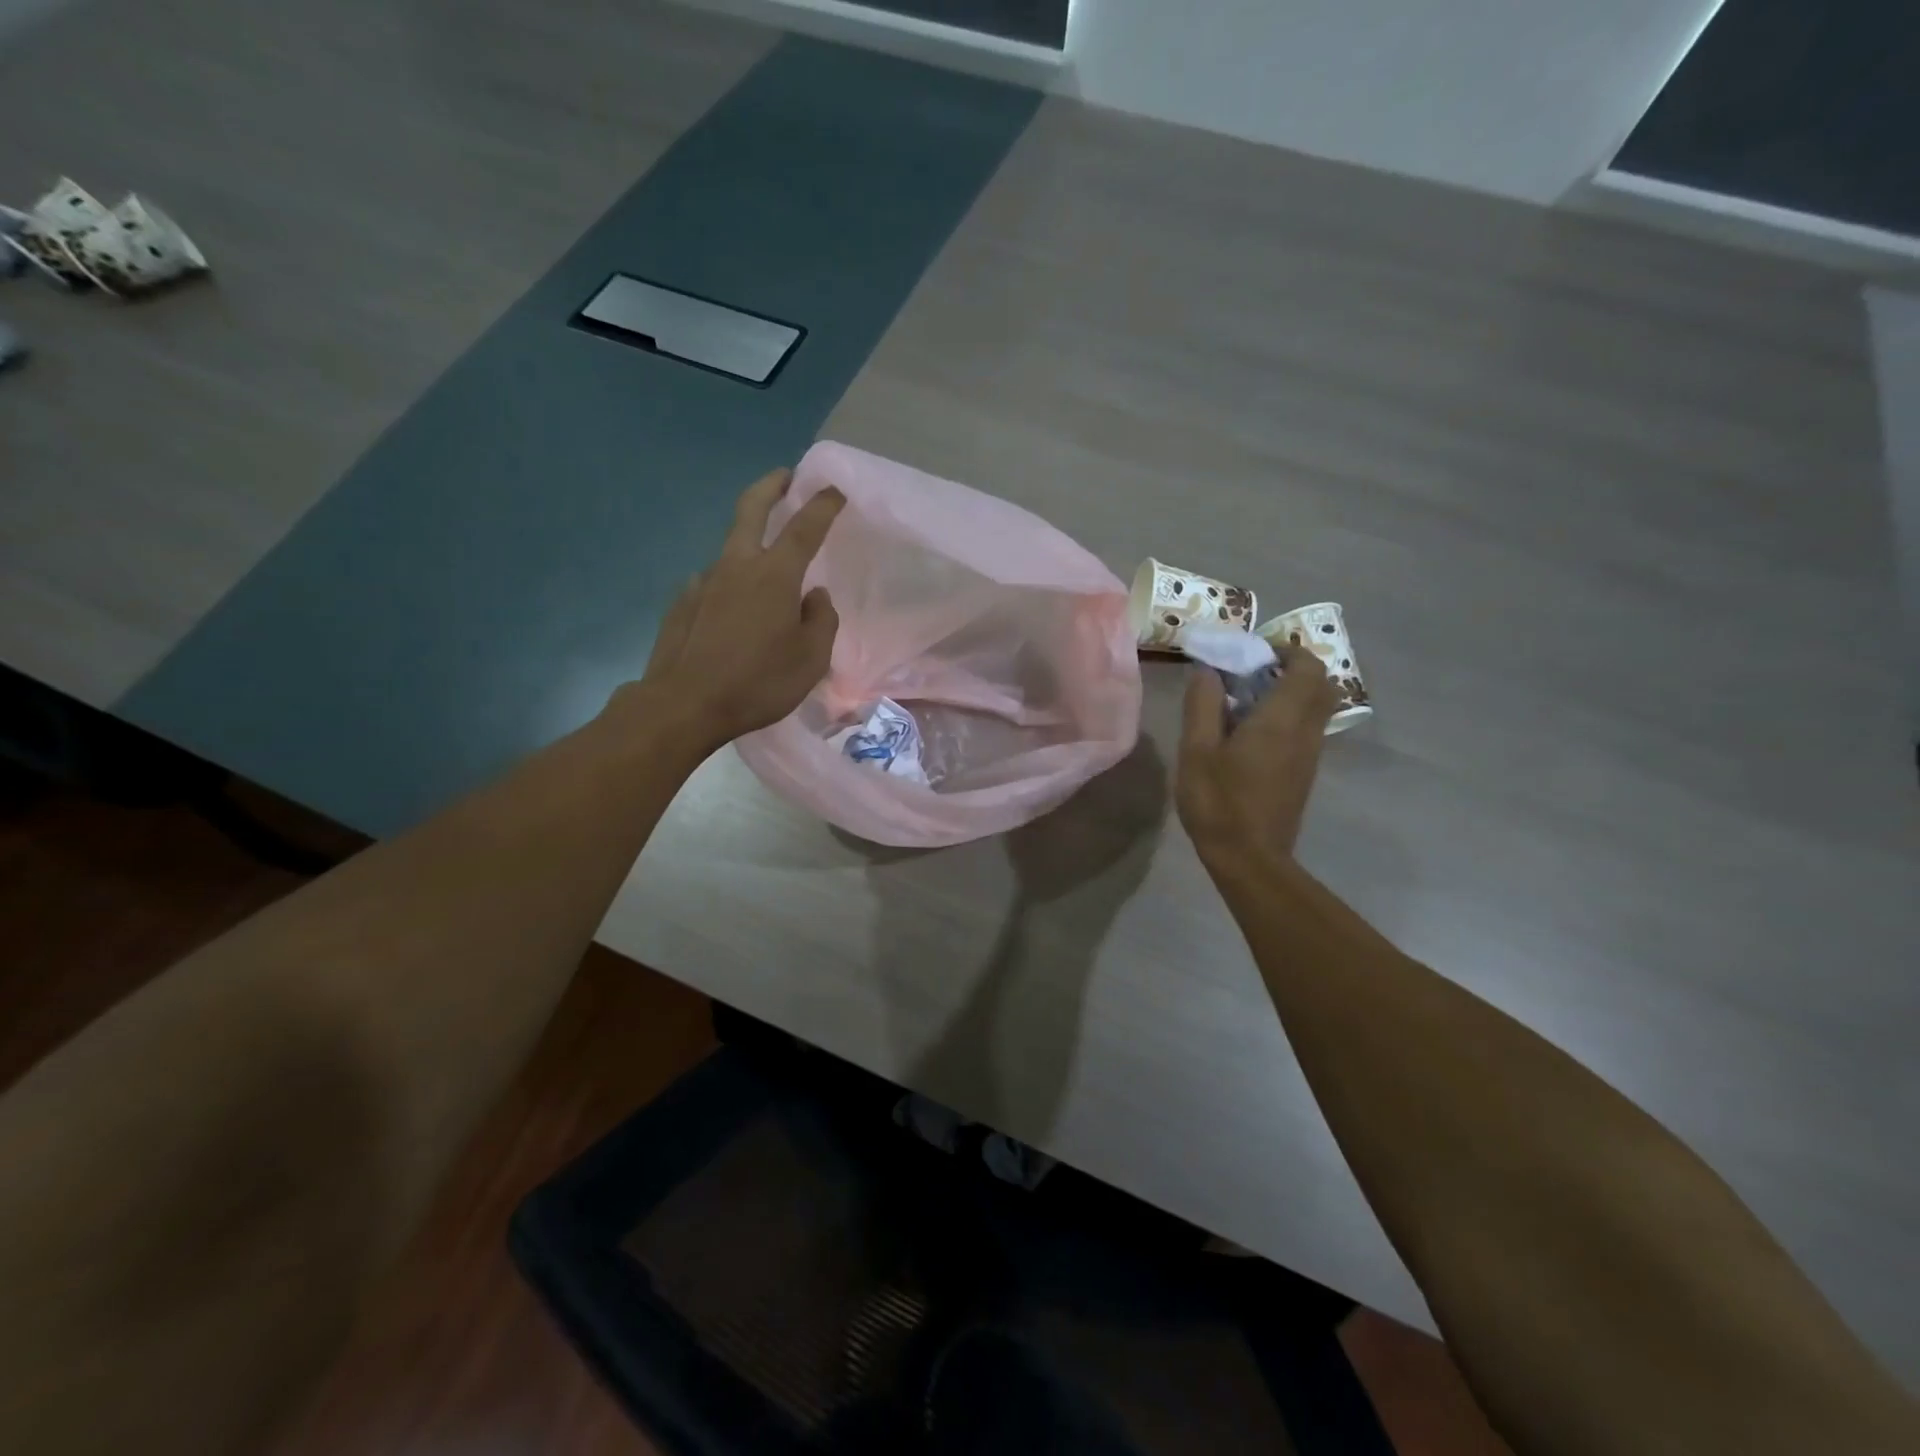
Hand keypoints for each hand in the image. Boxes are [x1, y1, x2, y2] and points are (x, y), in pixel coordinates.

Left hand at [631, 468, 844, 749]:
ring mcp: (704, 581)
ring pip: (731, 549)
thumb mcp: (811, 659)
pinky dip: (729, 584)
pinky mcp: (683, 602)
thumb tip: (815, 596)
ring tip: (765, 568)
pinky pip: (713, 582)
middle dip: (770, 486)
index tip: (834, 489)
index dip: (822, 505)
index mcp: (775, 575)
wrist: (684, 704)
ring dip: (749, 542)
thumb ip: (821, 620)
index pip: (804, 527)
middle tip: (783, 477)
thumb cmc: (758, 682)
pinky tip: (732, 610)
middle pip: (751, 510)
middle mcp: (737, 566)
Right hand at [1176, 643, 1339, 868]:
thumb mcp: (1196, 750)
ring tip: (1247, 701)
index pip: (1307, 667)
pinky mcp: (1305, 772)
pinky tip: (1251, 732)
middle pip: (1321, 684)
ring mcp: (1310, 754)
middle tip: (1254, 673)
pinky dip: (1288, 716)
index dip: (1286, 651)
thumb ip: (1202, 705)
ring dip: (1291, 693)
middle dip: (1293, 669)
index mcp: (1281, 720)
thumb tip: (1208, 670)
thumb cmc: (1218, 802)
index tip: (1253, 654)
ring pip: (1316, 707)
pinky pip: (1307, 728)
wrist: (1250, 858)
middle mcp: (1305, 731)